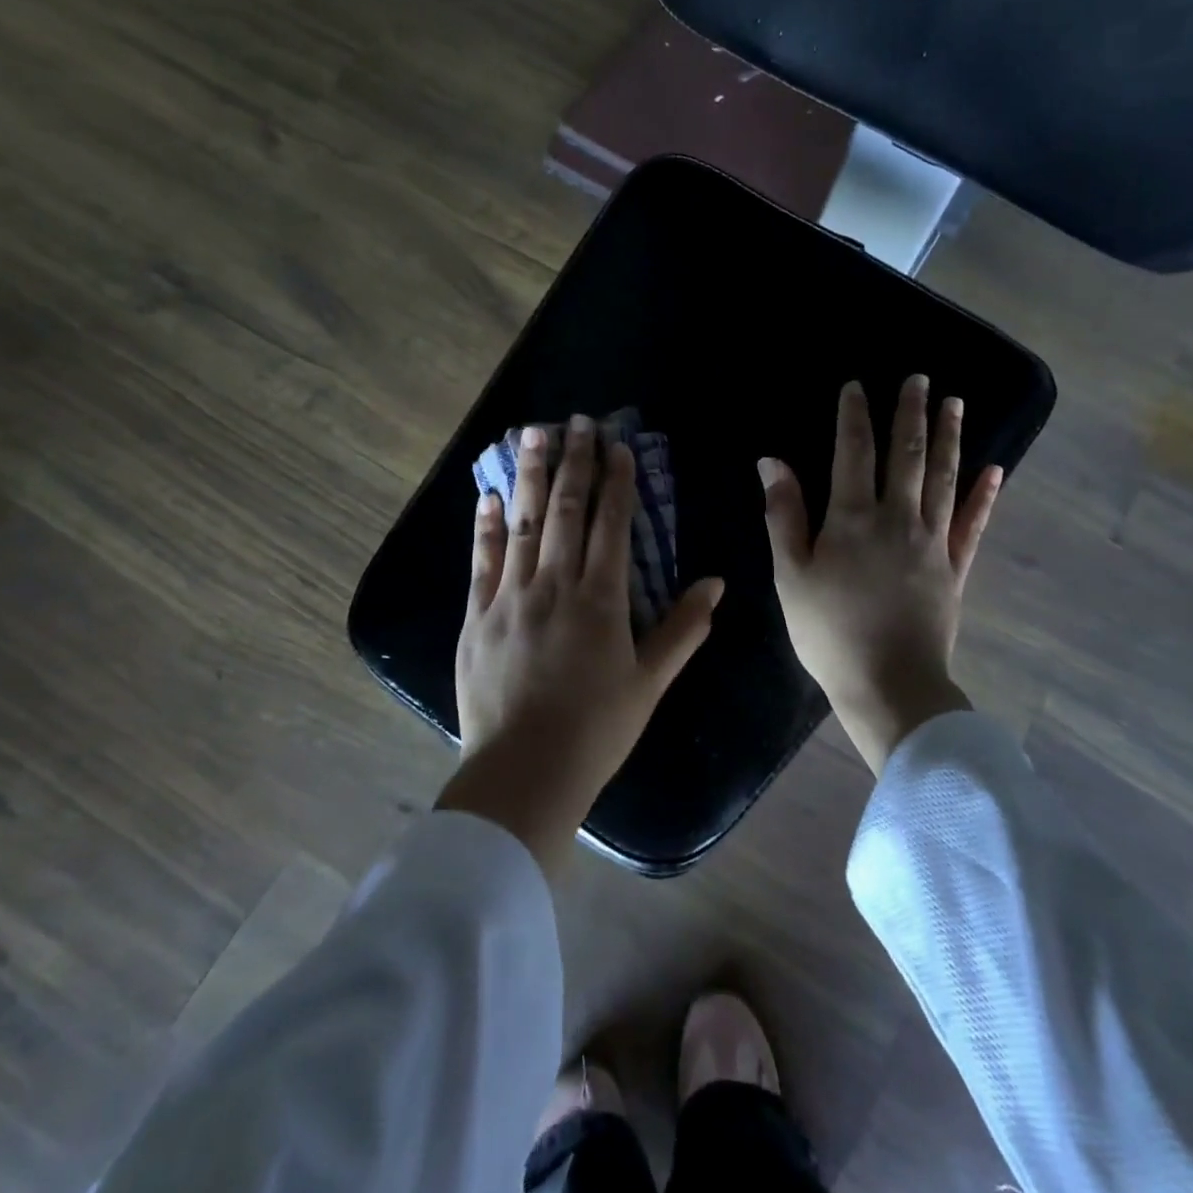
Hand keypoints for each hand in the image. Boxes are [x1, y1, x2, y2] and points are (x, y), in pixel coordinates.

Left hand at [439, 415, 724, 872]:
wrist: (525, 772)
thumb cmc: (597, 730)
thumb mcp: (650, 682)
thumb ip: (683, 629)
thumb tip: (715, 583)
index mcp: (601, 599)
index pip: (611, 524)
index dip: (616, 481)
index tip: (617, 446)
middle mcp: (554, 585)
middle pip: (566, 511)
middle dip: (575, 462)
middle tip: (577, 421)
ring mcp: (510, 597)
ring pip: (522, 523)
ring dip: (530, 476)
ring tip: (532, 434)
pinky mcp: (476, 617)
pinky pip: (481, 561)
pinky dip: (485, 526)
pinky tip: (488, 495)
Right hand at [760, 376, 1002, 774]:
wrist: (889, 684)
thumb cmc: (828, 632)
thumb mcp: (790, 575)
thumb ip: (784, 515)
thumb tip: (773, 462)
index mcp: (852, 519)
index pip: (853, 452)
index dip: (855, 416)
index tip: (858, 386)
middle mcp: (897, 518)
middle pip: (907, 455)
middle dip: (911, 413)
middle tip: (920, 379)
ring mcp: (933, 542)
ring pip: (943, 478)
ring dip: (950, 438)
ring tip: (956, 403)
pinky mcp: (956, 568)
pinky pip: (972, 524)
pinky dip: (984, 495)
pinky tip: (995, 470)